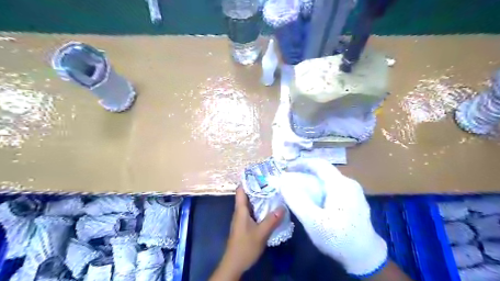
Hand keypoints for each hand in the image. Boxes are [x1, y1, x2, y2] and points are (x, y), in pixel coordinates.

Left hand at [209, 188, 282, 279]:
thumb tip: (282, 206)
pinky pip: (253, 211)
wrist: (234, 263)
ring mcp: (242, 218)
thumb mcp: (261, 233)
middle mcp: (240, 211)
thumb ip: (271, 220)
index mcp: (240, 210)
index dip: (248, 180)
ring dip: (259, 198)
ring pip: (250, 203)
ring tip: (272, 192)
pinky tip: (269, 208)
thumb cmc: (245, 246)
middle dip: (257, 187)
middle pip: (246, 195)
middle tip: (271, 182)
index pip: (240, 190)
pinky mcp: (245, 225)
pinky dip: (260, 207)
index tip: (259, 174)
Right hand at [272, 158, 388, 276]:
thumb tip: (282, 181)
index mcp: (341, 184)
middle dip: (305, 175)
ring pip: (327, 181)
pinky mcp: (353, 201)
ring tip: (298, 192)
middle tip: (290, 182)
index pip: (319, 164)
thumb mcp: (314, 221)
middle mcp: (348, 184)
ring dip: (311, 183)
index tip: (287, 168)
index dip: (302, 163)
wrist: (365, 258)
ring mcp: (353, 192)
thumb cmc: (339, 238)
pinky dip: (319, 191)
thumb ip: (297, 200)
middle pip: (323, 172)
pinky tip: (313, 202)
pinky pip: (332, 189)